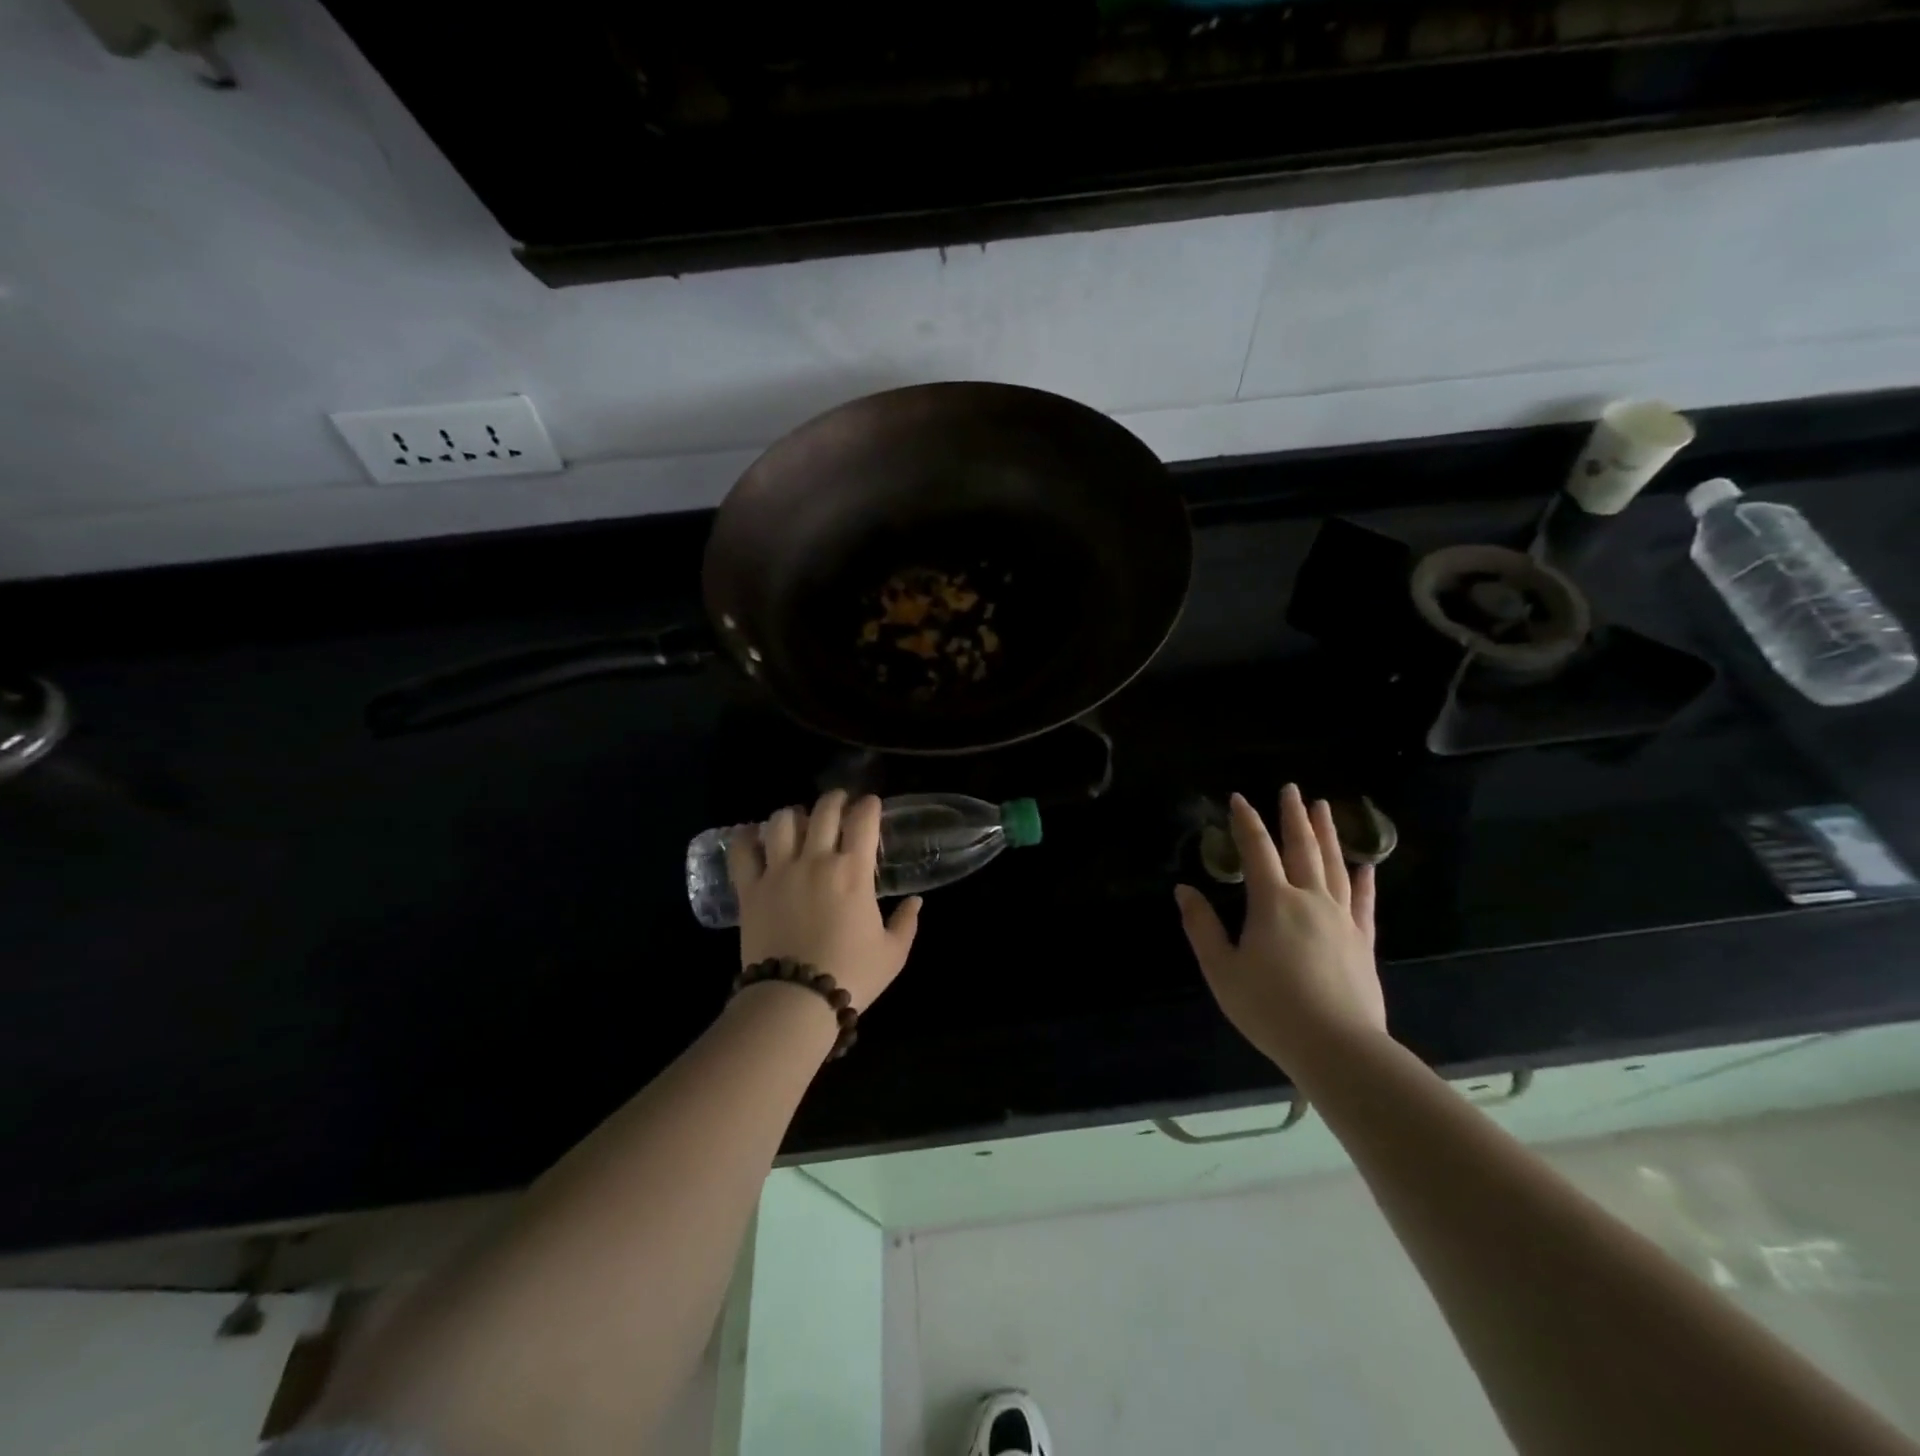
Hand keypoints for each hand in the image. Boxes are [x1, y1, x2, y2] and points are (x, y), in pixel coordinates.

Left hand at [728, 789, 921, 1011]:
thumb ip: (907, 922)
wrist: (795, 1000)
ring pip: (782, 821)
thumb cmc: (851, 975)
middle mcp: (816, 860)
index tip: (871, 805)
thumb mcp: (893, 953)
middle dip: (835, 799)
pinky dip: (746, 836)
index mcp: (853, 871)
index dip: (869, 805)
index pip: (863, 820)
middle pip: (823, 811)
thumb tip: (916, 902)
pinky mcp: (750, 888)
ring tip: (799, 820)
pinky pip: (742, 850)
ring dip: (794, 814)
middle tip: (840, 802)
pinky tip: (753, 835)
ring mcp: (779, 871)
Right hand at [1175, 785, 1384, 1074]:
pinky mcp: (1362, 941)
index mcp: (1272, 902)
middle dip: (1293, 816)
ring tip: (1325, 808)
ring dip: (1328, 834)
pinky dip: (1364, 880)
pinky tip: (1366, 866)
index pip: (1256, 850)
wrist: (1337, 1047)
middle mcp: (1309, 899)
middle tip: (1291, 789)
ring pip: (1335, 866)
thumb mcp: (1222, 970)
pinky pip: (1364, 902)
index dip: (1246, 822)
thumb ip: (1202, 927)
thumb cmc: (1270, 1008)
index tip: (1239, 798)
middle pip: (1301, 848)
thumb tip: (1184, 890)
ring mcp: (1341, 919)